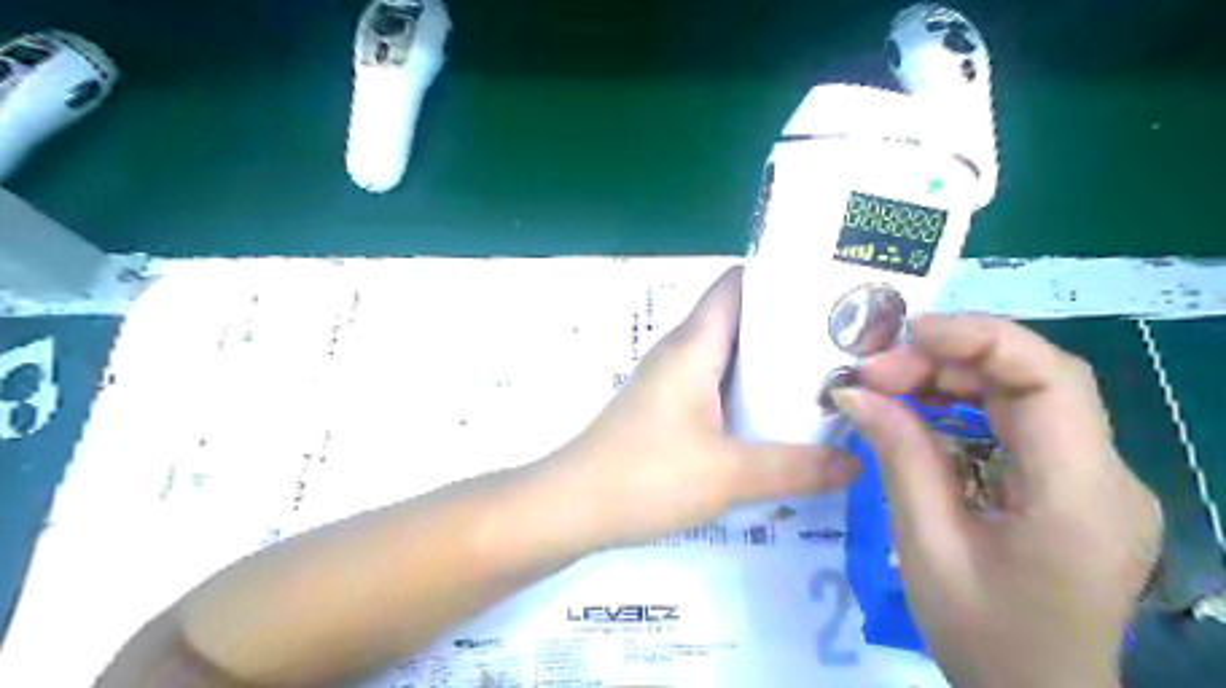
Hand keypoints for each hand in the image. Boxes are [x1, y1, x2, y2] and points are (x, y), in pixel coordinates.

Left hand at [537, 266, 860, 549]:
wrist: (572, 507)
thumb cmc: (646, 476)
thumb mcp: (730, 475)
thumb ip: (797, 468)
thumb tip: (854, 463)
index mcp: (694, 344)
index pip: (739, 284)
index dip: (784, 277)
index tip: (833, 290)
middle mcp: (682, 351)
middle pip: (741, 318)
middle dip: (792, 325)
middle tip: (847, 341)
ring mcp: (671, 379)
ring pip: (730, 354)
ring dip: (772, 362)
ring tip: (827, 376)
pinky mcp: (667, 408)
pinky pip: (716, 384)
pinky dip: (750, 391)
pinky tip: (779, 417)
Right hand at [833, 316, 1160, 687]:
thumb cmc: (983, 636)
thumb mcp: (927, 546)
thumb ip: (899, 457)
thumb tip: (854, 392)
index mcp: (1080, 497)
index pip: (1051, 380)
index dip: (980, 339)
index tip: (906, 335)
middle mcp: (1107, 476)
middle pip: (1036, 379)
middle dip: (950, 360)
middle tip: (876, 371)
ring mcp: (1098, 480)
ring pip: (1028, 394)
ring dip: (955, 378)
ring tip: (888, 386)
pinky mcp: (1077, 485)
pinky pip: (1022, 423)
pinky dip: (968, 405)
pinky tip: (922, 412)